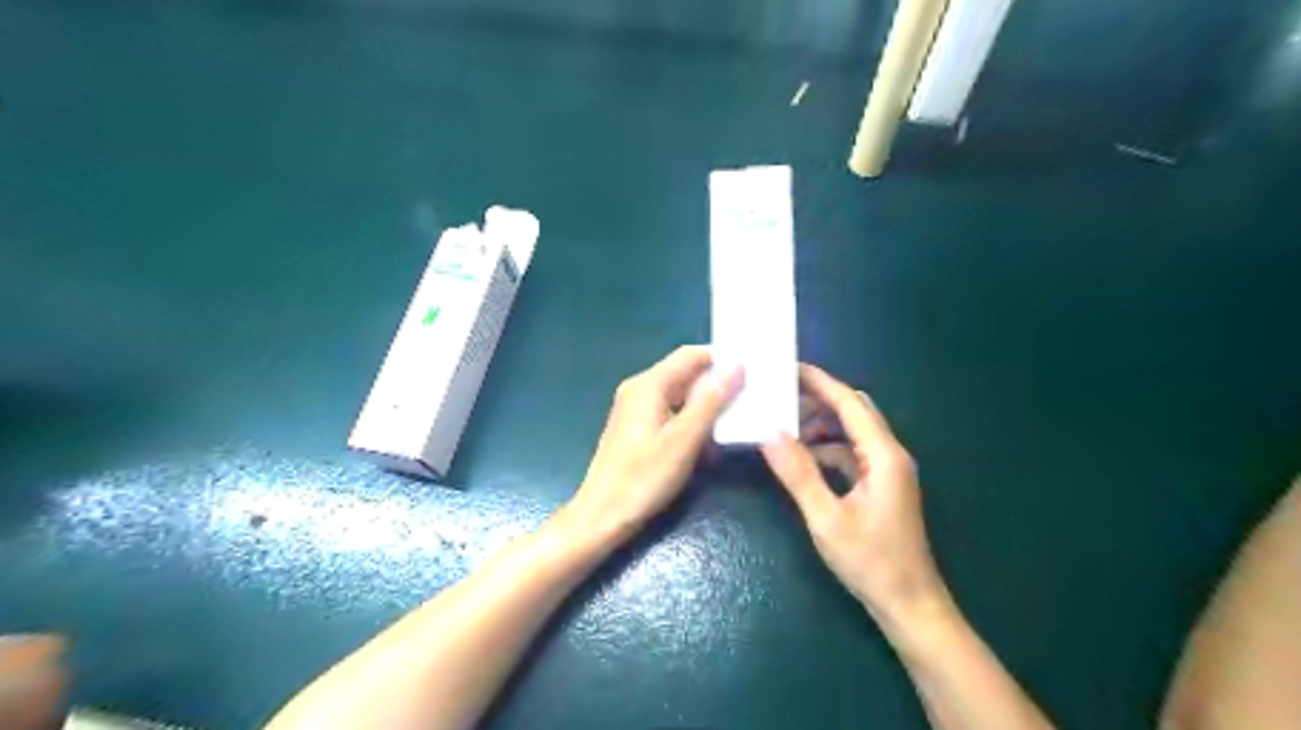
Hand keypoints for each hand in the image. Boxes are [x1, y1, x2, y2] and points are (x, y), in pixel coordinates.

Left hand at [569, 344, 740, 541]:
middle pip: (685, 373)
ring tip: (740, 416)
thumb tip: (737, 366)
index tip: (754, 369)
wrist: (602, 516)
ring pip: (681, 395)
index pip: (691, 354)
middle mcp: (640, 389)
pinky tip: (713, 440)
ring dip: (707, 405)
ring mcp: (637, 409)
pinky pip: (672, 413)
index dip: (722, 358)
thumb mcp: (684, 440)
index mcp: (649, 384)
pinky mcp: (638, 429)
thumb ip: (711, 401)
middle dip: (718, 383)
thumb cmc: (643, 478)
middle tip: (753, 394)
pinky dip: (692, 421)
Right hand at [766, 369, 945, 628]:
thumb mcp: (826, 518)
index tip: (788, 367)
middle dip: (819, 399)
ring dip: (821, 424)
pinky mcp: (881, 486)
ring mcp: (887, 470)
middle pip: (855, 411)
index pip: (850, 403)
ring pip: (852, 432)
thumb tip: (769, 433)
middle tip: (780, 395)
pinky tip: (802, 457)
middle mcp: (890, 454)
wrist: (909, 605)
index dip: (820, 382)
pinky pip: (851, 453)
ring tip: (784, 425)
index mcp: (883, 455)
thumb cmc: (871, 562)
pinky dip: (827, 448)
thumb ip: (799, 473)